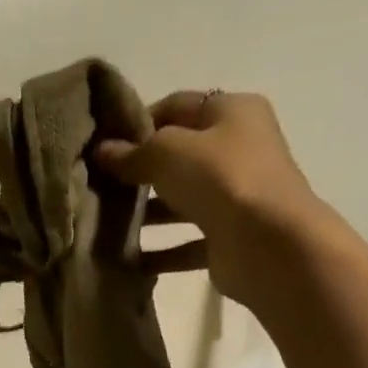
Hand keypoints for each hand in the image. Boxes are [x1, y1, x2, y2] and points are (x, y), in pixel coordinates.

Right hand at [95, 90, 323, 309]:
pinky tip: (127, 260)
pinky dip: (159, 251)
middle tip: (99, 187)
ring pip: (180, 200)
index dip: (137, 123)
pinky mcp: (228, 236)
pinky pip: (185, 242)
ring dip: (146, 213)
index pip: (176, 106)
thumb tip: (102, 151)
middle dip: (139, 171)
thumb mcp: (168, 152)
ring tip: (107, 224)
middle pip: (178, 155)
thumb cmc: (221, 179)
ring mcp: (235, 195)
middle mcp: (238, 149)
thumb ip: (133, 152)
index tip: (103, 147)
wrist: (268, 243)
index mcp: (232, 112)